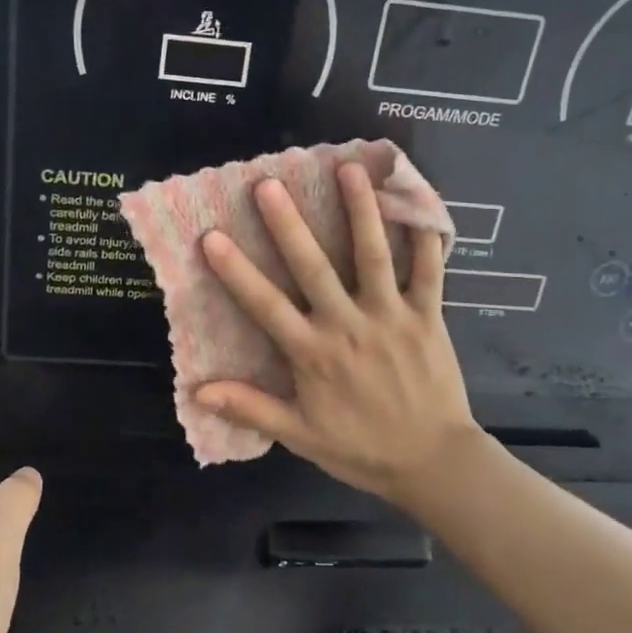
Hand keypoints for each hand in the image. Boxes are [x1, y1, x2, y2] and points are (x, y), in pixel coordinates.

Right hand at [194, 163, 480, 510]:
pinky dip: (425, 235)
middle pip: (314, 268)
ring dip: (360, 211)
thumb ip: (252, 409)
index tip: (212, 237)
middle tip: (269, 184)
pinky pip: (428, 270)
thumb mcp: (301, 436)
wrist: (433, 463)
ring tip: (349, 169)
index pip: (266, 307)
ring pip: (373, 256)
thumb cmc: (362, 448)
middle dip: (289, 225)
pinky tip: (418, 200)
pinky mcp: (428, 316)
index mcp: (314, 354)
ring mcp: (391, 317)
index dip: (237, 272)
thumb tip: (198, 391)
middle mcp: (349, 326)